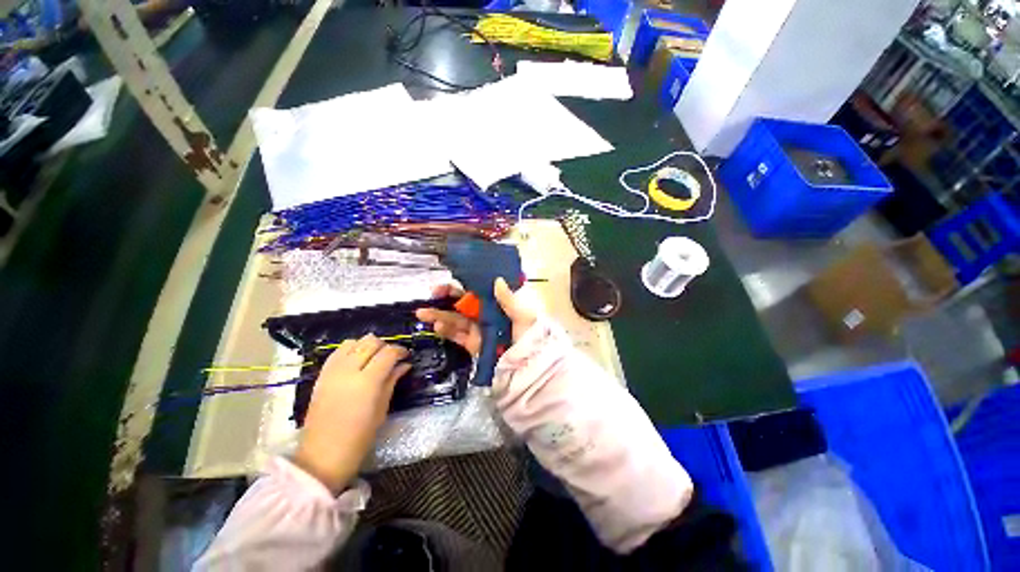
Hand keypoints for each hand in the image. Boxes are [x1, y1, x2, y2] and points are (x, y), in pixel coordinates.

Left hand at [294, 334, 409, 493]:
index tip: (406, 355)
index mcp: (367, 382)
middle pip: (370, 342)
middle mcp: (348, 371)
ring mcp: (332, 372)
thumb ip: (391, 381)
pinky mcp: (321, 377)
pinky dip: (350, 350)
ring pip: (352, 342)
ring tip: (374, 357)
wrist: (322, 457)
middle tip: (392, 357)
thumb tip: (404, 365)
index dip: (400, 350)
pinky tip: (357, 360)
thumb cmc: (359, 438)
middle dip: (385, 345)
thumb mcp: (382, 409)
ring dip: (367, 345)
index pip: (388, 353)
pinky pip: (337, 353)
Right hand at [415, 277, 536, 354]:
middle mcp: (486, 315)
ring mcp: (478, 330)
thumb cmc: (528, 336)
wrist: (528, 365)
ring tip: (423, 313)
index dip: (463, 286)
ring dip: (439, 315)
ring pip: (456, 320)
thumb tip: (498, 280)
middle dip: (447, 298)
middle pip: (463, 304)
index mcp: (497, 305)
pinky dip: (447, 332)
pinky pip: (458, 336)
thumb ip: (509, 299)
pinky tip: (436, 327)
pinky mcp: (473, 345)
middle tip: (433, 293)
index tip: (450, 283)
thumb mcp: (523, 316)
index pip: (477, 292)